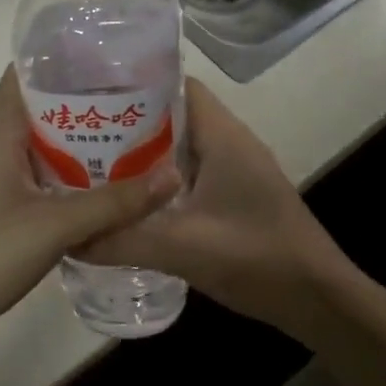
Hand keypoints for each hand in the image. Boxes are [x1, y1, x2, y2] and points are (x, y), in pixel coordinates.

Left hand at [0, 70, 182, 355]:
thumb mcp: (55, 225)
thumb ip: (115, 202)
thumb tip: (174, 175)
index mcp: (0, 130)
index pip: (28, 71)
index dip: (67, 56)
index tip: (116, 54)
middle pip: (46, 107)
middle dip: (90, 100)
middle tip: (144, 98)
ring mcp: (1, 179)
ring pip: (49, 145)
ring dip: (86, 141)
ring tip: (140, 134)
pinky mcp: (7, 209)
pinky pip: (48, 177)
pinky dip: (77, 175)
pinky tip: (113, 185)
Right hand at [79, 79, 350, 343]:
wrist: (317, 299)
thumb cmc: (256, 257)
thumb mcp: (181, 247)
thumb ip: (122, 240)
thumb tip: (68, 238)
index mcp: (223, 136)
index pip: (176, 86)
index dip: (134, 86)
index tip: (90, 98)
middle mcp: (230, 144)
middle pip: (173, 117)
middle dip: (127, 125)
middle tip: (78, 138)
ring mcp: (236, 172)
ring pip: (180, 150)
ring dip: (142, 157)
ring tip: (93, 168)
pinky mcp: (237, 198)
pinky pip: (190, 177)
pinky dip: (160, 184)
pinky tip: (130, 205)